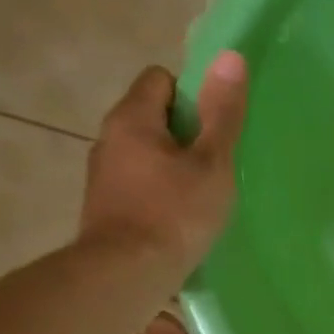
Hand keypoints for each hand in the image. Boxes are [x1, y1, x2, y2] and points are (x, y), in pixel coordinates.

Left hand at [79, 51, 246, 267]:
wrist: (125, 276)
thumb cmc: (174, 214)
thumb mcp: (211, 163)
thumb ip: (222, 113)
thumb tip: (230, 57)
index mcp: (131, 118)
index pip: (160, 79)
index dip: (192, 94)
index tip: (215, 126)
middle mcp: (108, 139)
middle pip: (151, 116)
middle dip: (184, 133)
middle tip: (215, 162)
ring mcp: (102, 176)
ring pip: (144, 153)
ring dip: (171, 165)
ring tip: (201, 193)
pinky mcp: (104, 208)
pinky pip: (137, 183)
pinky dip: (158, 192)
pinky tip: (179, 218)